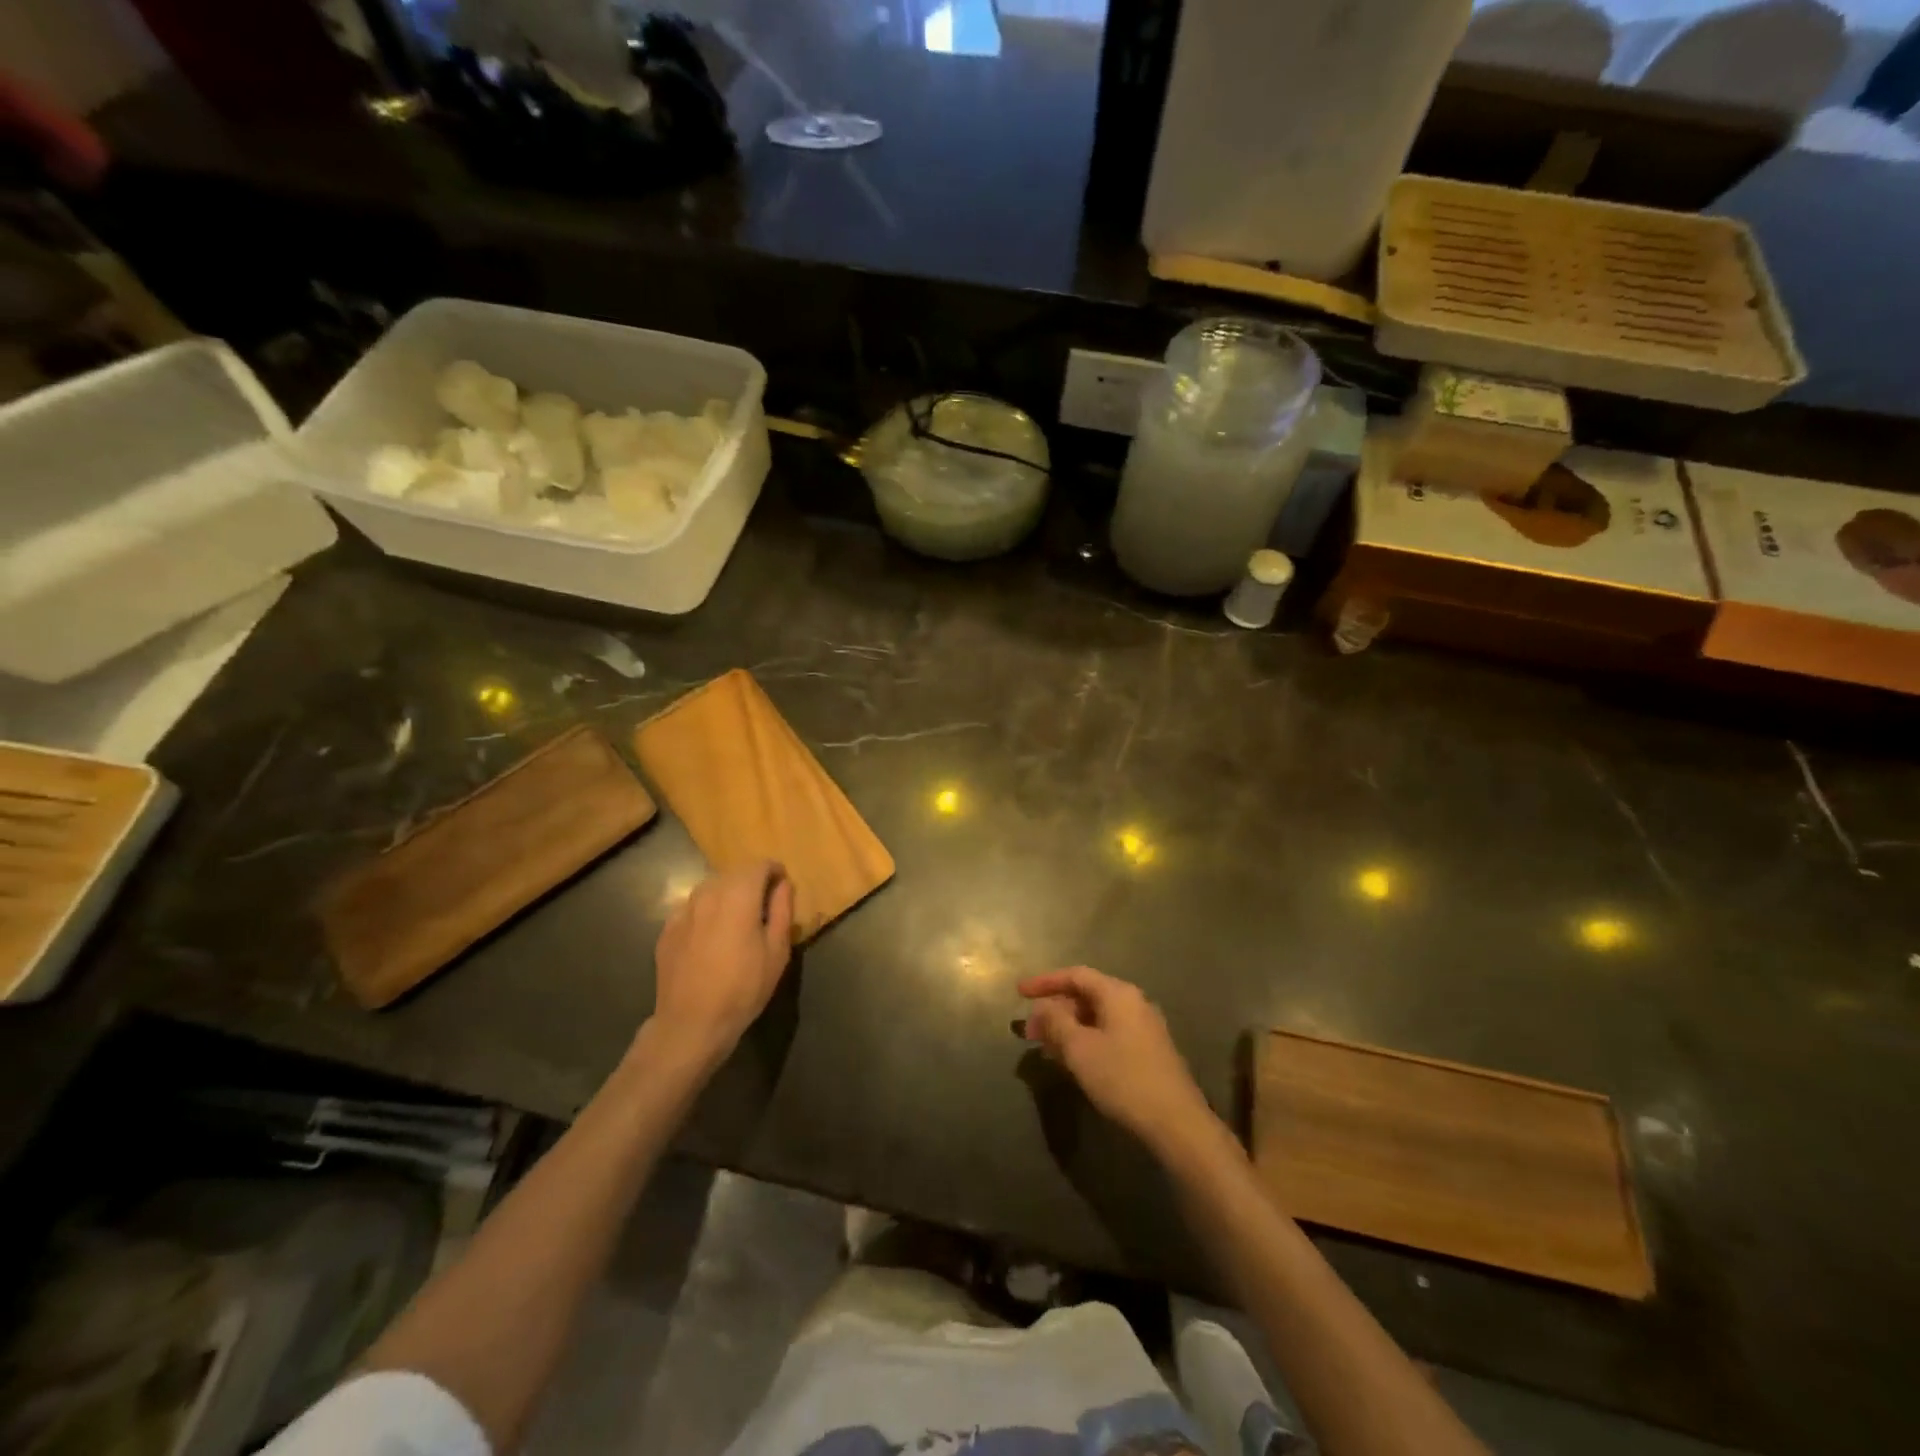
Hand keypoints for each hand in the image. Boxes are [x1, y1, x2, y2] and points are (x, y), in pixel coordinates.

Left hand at [649, 860, 794, 1063]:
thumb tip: (783, 885)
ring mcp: (683, 911)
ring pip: (710, 888)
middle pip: (734, 874)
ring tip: (736, 921)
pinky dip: (706, 912)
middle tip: (763, 907)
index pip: (759, 865)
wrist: (691, 1023)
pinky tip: (710, 937)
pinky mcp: (667, 929)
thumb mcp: (777, 951)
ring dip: (727, 895)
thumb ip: (782, 910)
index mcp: (739, 896)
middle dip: (751, 882)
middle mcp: (708, 894)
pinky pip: (692, 908)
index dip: (774, 871)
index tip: (782, 887)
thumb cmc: (743, 988)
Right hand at [1019, 967, 1218, 1157]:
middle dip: (1054, 1010)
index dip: (1045, 981)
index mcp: (1118, 993)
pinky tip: (1072, 1060)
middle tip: (1029, 1030)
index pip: (1075, 975)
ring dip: (1068, 1027)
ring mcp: (1144, 1027)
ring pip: (1097, 1017)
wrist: (1176, 1123)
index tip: (1019, 992)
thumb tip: (1042, 1007)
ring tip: (1045, 1047)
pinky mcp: (1149, 1051)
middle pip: (1086, 995)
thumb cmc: (1123, 1078)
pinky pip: (1109, 1033)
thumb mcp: (1080, 1049)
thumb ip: (1056, 1022)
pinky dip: (1086, 1039)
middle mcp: (1134, 1003)